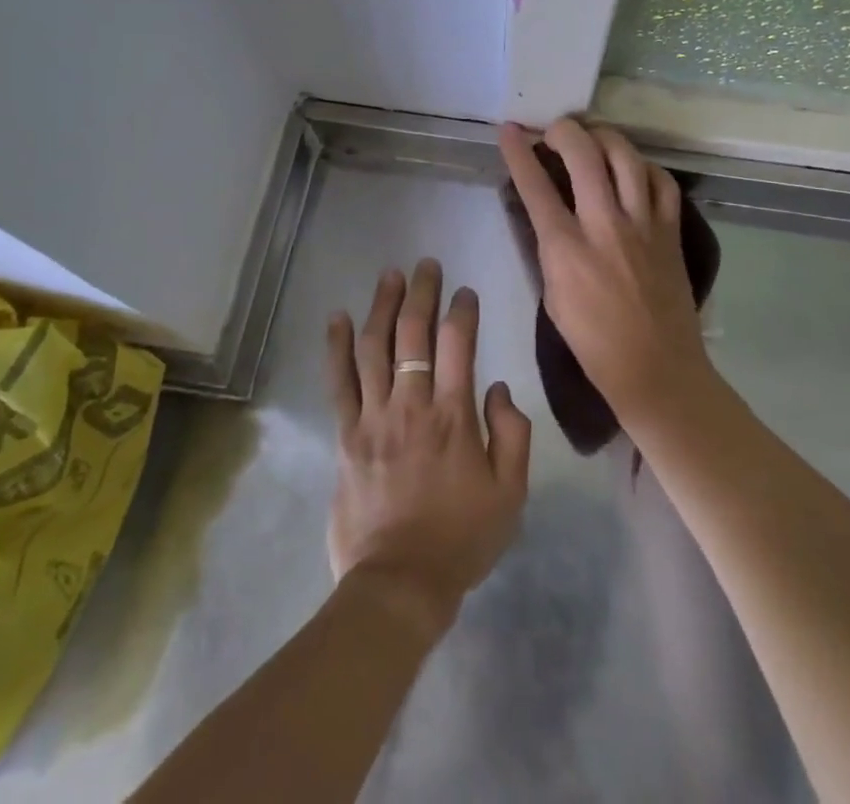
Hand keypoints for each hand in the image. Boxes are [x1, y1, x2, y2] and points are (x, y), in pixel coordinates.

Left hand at [324, 259, 531, 638]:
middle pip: (414, 334)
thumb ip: (511, 433)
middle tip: (426, 265)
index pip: (459, 344)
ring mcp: (374, 417)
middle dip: (422, 292)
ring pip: (375, 347)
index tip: (465, 292)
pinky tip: (338, 318)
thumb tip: (496, 387)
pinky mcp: (347, 435)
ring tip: (389, 276)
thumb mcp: (510, 493)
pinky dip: (338, 346)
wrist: (399, 584)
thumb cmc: (462, 539)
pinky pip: (340, 382)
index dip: (463, 310)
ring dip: (382, 306)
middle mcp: (412, 405)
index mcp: (455, 416)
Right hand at [498, 118, 714, 430]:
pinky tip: (633, 170)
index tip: (509, 130)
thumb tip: (545, 213)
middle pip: (583, 153)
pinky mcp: (670, 230)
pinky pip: (661, 181)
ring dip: (604, 137)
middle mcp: (604, 225)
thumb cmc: (593, 342)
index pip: (535, 185)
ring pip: (625, 156)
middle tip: (554, 131)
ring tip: (592, 139)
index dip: (517, 151)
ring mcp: (643, 224)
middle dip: (563, 130)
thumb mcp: (552, 295)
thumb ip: (548, 248)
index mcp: (566, 247)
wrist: (656, 369)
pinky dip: (644, 167)